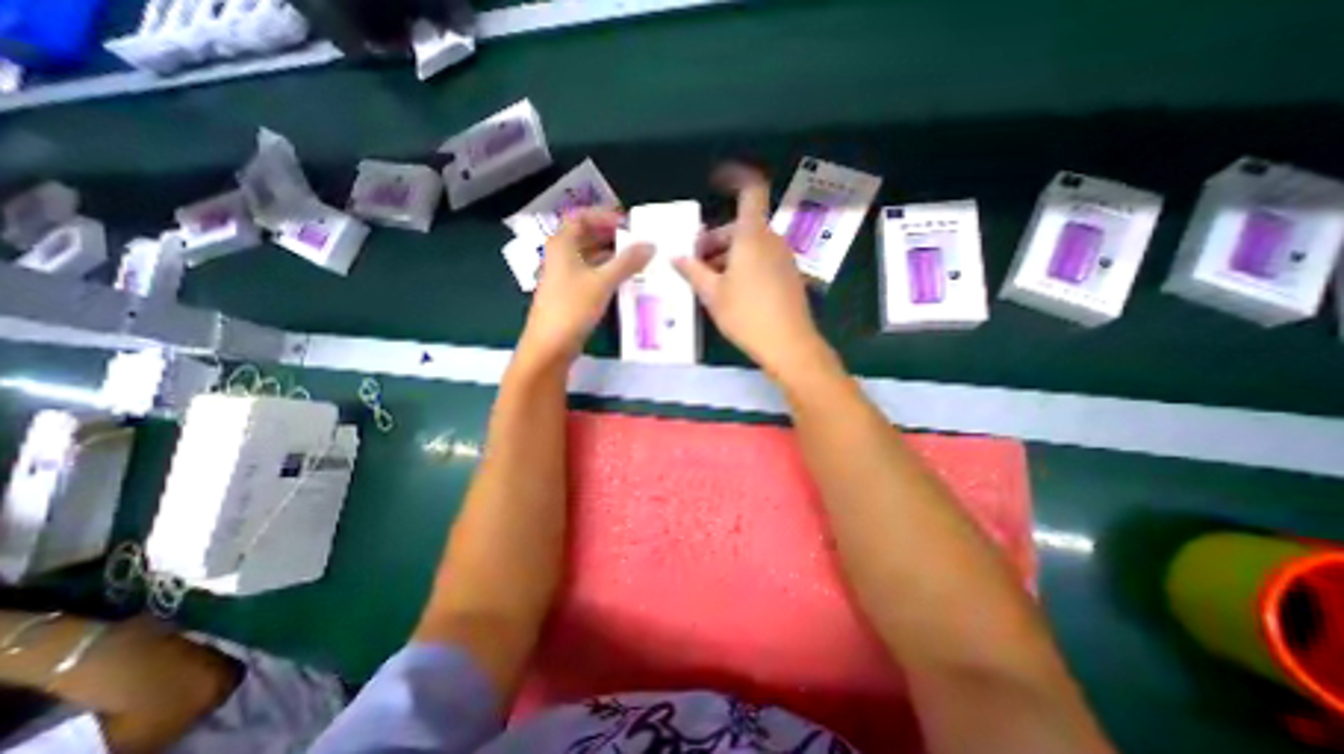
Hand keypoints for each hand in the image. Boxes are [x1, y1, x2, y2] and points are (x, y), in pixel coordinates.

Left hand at [515, 205, 652, 365]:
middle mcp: (561, 256)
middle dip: (613, 237)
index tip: (629, 224)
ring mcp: (565, 276)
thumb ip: (627, 262)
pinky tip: (626, 281)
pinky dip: (608, 274)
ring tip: (639, 261)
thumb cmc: (572, 307)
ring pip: (591, 258)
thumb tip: (651, 244)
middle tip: (639, 243)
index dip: (605, 216)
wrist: (550, 346)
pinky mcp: (570, 294)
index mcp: (562, 244)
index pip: (582, 217)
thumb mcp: (603, 282)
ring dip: (613, 257)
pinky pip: (592, 276)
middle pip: (587, 236)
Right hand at [671, 163, 832, 377]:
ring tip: (707, 279)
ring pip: (751, 244)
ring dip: (727, 254)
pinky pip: (762, 259)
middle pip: (742, 225)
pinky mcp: (788, 276)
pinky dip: (743, 264)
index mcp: (752, 236)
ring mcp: (783, 259)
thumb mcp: (712, 294)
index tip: (716, 181)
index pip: (751, 190)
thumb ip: (693, 271)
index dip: (735, 177)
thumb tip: (675, 257)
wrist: (789, 345)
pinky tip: (729, 289)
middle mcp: (771, 240)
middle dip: (715, 238)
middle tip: (695, 260)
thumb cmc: (746, 315)